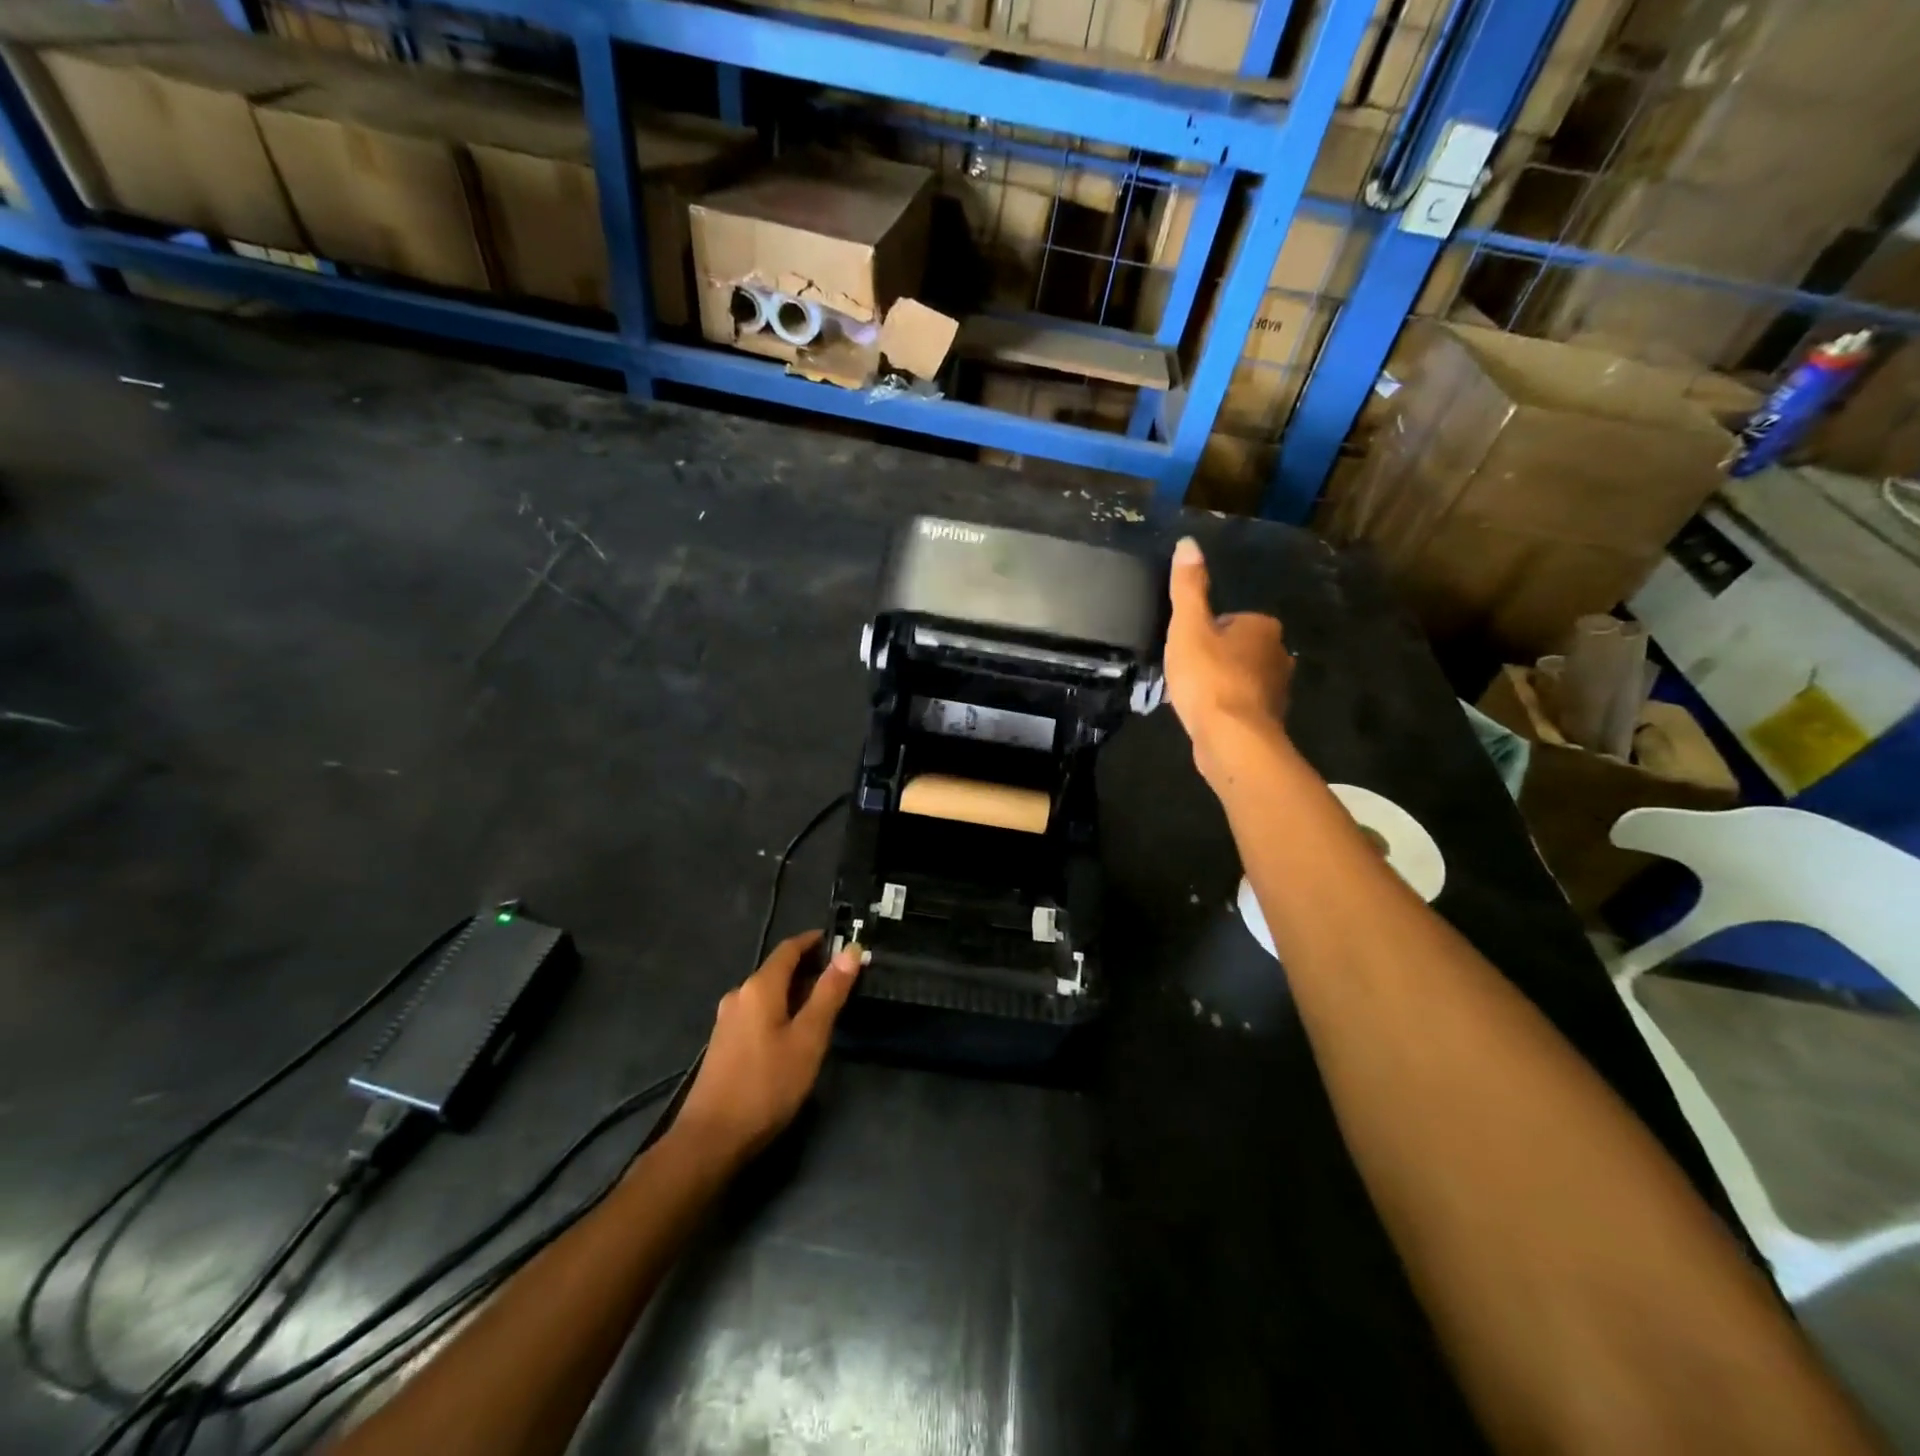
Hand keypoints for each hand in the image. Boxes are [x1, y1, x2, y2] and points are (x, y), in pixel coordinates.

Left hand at [675, 931, 860, 1163]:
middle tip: (841, 975)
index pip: (790, 948)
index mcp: (760, 986)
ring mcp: (728, 1020)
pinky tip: (794, 1031)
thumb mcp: (808, 1038)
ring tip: (824, 1003)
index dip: (815, 941)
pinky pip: (758, 1012)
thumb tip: (851, 951)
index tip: (841, 941)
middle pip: (778, 969)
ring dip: (795, 990)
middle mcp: (740, 994)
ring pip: (768, 992)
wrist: (711, 1139)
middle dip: (809, 967)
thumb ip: (829, 993)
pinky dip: (781, 1009)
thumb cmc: (767, 1084)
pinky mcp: (724, 1043)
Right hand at [1164, 536, 1293, 784]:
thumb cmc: (1209, 677)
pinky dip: (1226, 708)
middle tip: (1186, 673)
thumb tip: (1188, 543)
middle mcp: (1279, 654)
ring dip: (1220, 684)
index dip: (1203, 634)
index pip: (1229, 620)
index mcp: (1262, 627)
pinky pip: (1242, 705)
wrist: (1232, 739)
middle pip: (1236, 648)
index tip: (1185, 650)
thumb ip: (1189, 587)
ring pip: (1241, 677)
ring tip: (1193, 696)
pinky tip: (1206, 717)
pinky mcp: (1268, 719)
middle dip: (1214, 658)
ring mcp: (1277, 690)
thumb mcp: (1188, 627)